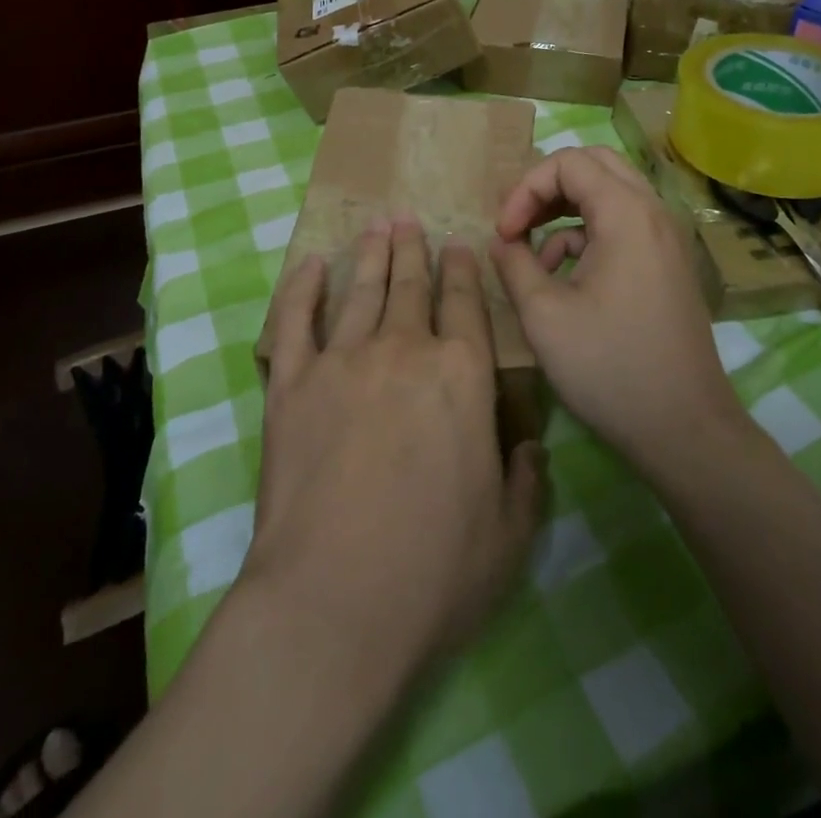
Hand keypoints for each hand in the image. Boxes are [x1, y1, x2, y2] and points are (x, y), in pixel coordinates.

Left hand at [245, 217, 546, 678]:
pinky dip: (301, 288)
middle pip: (410, 285)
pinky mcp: (291, 384)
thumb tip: (529, 446)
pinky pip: (295, 321)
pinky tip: (308, 266)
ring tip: (376, 227)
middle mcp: (404, 351)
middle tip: (409, 219)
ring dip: (370, 255)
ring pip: (360, 291)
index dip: (462, 270)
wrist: (334, 601)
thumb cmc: (434, 571)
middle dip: (413, 249)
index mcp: (462, 376)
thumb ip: (526, 478)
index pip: (465, 304)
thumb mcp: (509, 533)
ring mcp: (342, 362)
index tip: (458, 245)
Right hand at [489, 146, 746, 473]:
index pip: (567, 163)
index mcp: (627, 214)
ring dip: (565, 212)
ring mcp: (665, 237)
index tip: (503, 233)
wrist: (685, 429)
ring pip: (609, 193)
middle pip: (593, 165)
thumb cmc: (610, 368)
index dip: (524, 189)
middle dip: (546, 188)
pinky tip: (564, 278)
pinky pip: (622, 224)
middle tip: (518, 223)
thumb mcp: (543, 315)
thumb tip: (502, 241)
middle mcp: (653, 212)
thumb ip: (514, 264)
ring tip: (534, 258)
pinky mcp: (666, 263)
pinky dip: (586, 236)